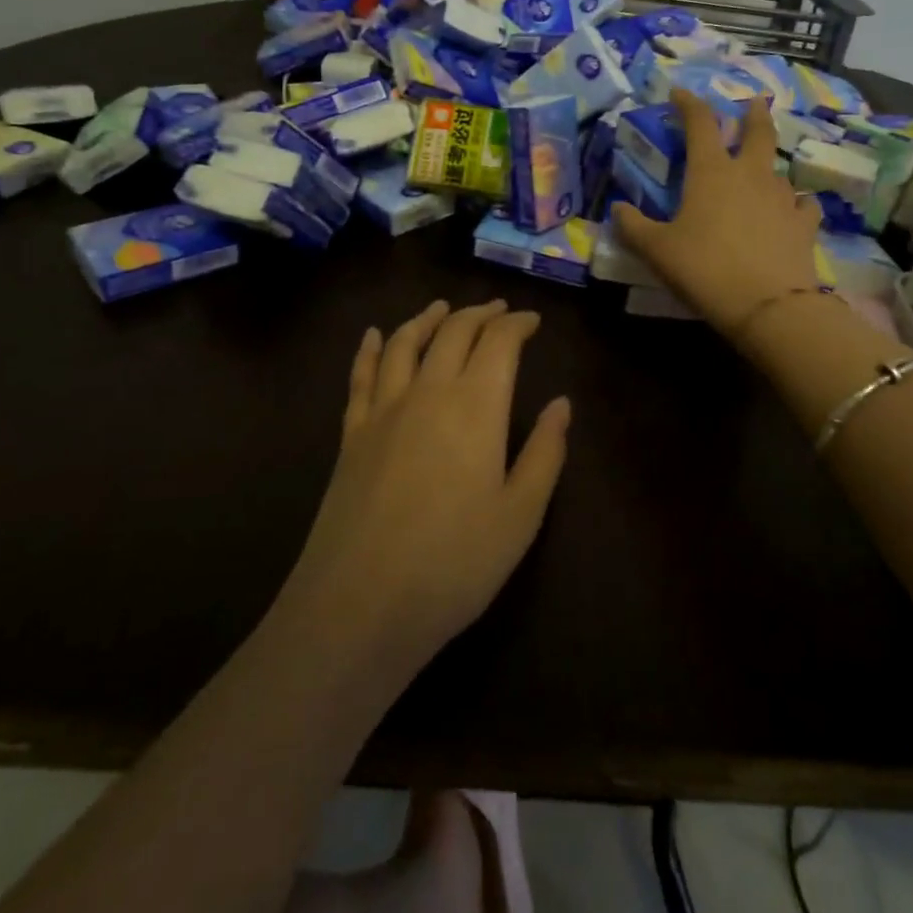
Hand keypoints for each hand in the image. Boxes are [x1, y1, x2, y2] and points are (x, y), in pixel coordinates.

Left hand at [282, 300, 569, 676]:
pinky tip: (372, 335)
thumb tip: (561, 404)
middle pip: (453, 332)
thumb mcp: (521, 515)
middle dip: (479, 314)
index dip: (517, 325)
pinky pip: (360, 376)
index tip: (532, 321)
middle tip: (497, 310)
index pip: (499, 343)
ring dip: (426, 319)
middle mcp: (428, 392)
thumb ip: (545, 453)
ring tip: (441, 308)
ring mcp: (383, 410)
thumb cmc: (455, 563)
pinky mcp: (351, 434)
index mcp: (476, 406)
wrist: (361, 604)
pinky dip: (369, 348)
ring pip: (404, 343)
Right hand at [613, 91, 822, 336]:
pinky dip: (795, 204)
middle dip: (753, 113)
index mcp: (712, 172)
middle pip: (758, 131)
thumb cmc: (704, 269)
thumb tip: (617, 208)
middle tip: (753, 103)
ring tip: (762, 174)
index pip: (701, 123)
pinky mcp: (804, 224)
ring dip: (768, 166)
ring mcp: (783, 197)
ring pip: (778, 170)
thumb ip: (633, 226)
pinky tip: (792, 211)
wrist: (768, 305)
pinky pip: (802, 204)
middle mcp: (751, 175)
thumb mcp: (657, 250)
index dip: (689, 104)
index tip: (679, 93)